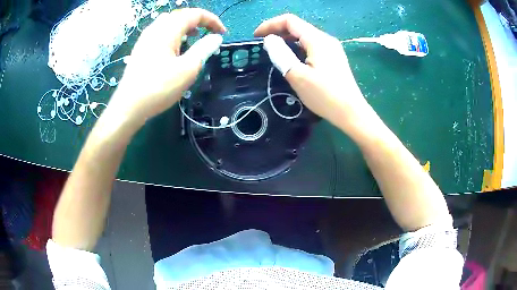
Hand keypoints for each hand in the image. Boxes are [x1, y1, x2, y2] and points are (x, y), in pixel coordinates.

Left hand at [109, 8, 225, 126]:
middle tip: (208, 34)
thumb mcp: (187, 69)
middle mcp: (155, 29)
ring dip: (185, 27)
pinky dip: (173, 35)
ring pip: (169, 23)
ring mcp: (145, 39)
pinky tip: (175, 49)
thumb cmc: (158, 88)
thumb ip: (204, 49)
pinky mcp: (141, 49)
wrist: (128, 107)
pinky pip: (160, 33)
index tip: (222, 33)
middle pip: (181, 15)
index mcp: (167, 30)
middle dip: (198, 21)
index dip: (212, 20)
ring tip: (194, 39)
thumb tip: (216, 38)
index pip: (194, 14)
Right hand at [254, 14, 375, 133]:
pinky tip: (293, 59)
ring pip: (305, 36)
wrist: (351, 113)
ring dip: (287, 40)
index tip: (256, 37)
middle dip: (278, 32)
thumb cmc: (325, 95)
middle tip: (263, 46)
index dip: (270, 24)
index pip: (290, 21)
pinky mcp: (334, 58)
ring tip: (275, 52)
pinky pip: (312, 46)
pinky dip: (298, 48)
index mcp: (317, 39)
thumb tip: (269, 39)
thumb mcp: (298, 76)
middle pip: (298, 27)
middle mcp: (326, 39)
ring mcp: (332, 48)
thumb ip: (281, 54)